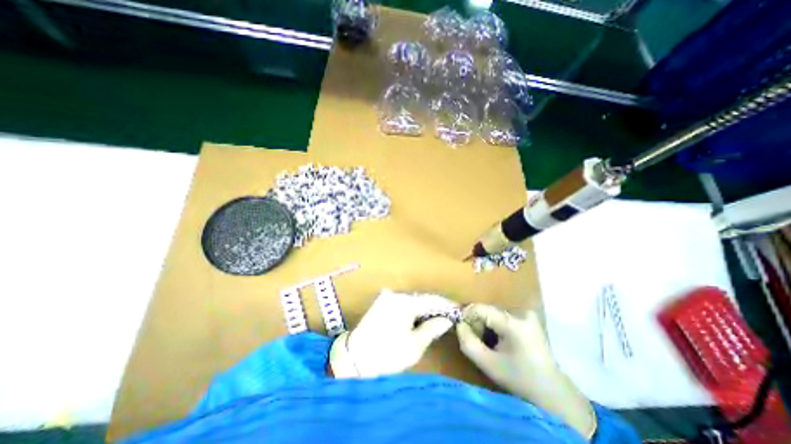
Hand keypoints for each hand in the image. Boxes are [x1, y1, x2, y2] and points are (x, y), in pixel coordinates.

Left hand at [331, 291, 457, 378]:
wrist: (354, 358)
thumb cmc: (387, 354)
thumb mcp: (414, 345)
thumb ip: (432, 328)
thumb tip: (447, 320)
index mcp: (405, 302)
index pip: (431, 299)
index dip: (446, 304)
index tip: (458, 309)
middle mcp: (396, 294)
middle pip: (421, 298)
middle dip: (435, 306)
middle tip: (449, 315)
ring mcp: (386, 297)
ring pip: (412, 300)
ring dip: (423, 308)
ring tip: (436, 317)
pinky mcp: (381, 302)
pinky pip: (402, 303)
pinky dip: (412, 309)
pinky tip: (418, 317)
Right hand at [459, 304, 592, 437]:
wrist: (552, 392)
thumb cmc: (519, 380)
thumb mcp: (488, 365)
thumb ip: (468, 343)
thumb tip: (459, 324)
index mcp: (513, 324)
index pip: (480, 308)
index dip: (467, 317)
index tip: (464, 332)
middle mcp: (521, 313)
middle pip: (487, 309)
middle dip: (478, 323)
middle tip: (478, 342)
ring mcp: (527, 314)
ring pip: (494, 312)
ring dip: (486, 324)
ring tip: (490, 343)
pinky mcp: (530, 317)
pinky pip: (503, 315)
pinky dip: (496, 325)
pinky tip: (500, 340)